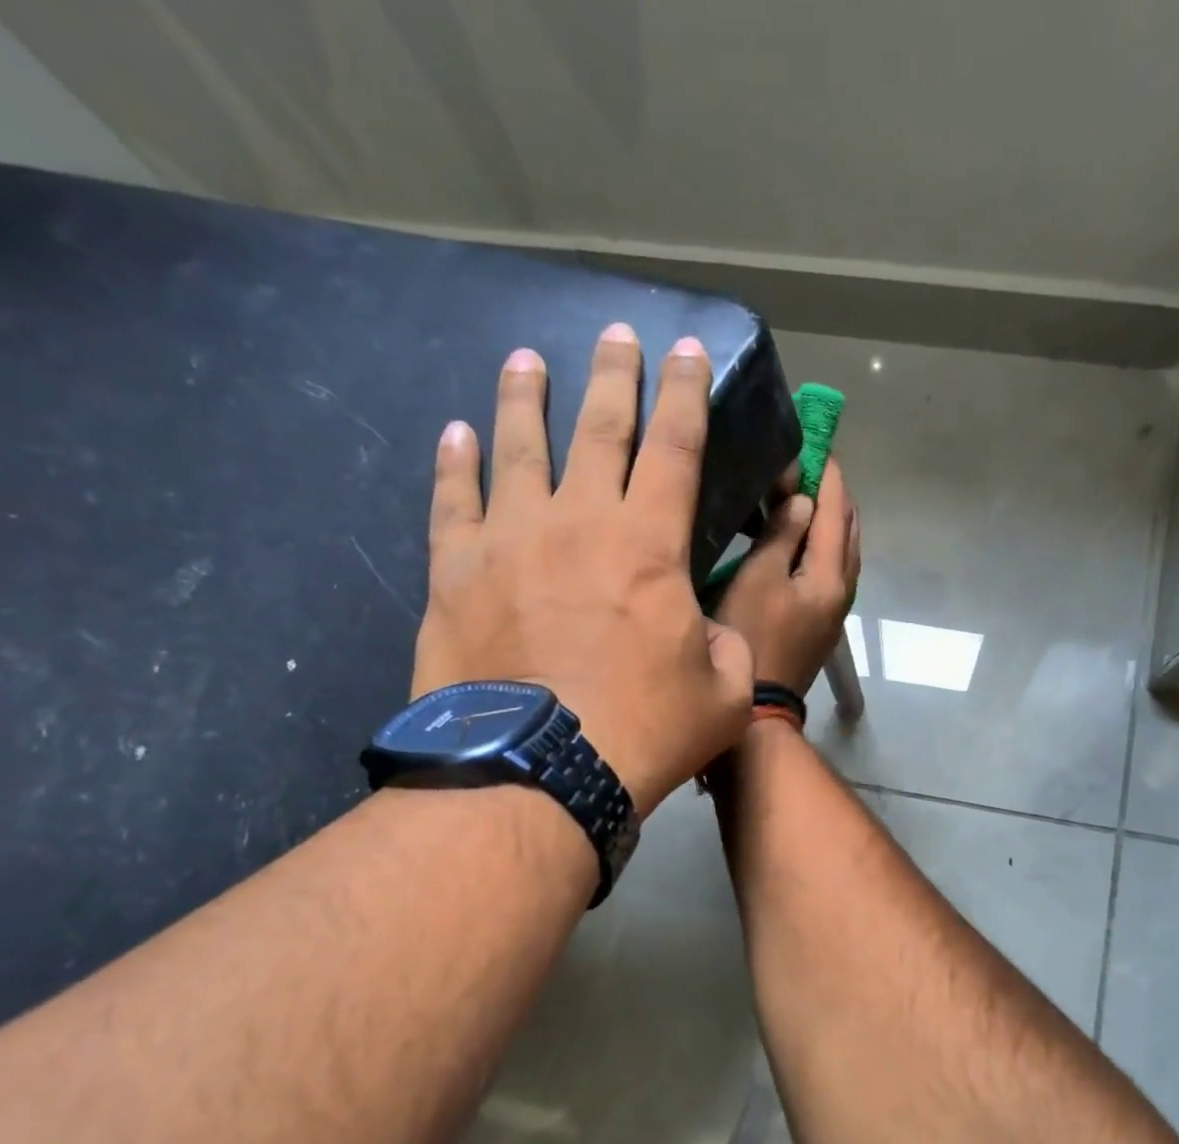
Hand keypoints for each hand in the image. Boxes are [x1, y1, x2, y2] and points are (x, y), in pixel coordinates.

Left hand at [411, 324, 753, 812]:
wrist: (535, 772)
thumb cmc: (643, 731)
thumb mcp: (722, 693)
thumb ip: (724, 646)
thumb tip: (706, 630)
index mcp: (649, 545)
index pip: (676, 447)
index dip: (687, 394)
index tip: (690, 353)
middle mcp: (579, 521)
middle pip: (599, 428)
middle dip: (614, 376)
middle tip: (617, 335)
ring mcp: (509, 540)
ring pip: (519, 446)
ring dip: (527, 397)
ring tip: (526, 359)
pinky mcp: (456, 571)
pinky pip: (454, 499)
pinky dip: (457, 462)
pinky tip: (457, 432)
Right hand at [714, 460, 860, 696]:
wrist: (759, 711)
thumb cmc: (752, 639)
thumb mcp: (758, 579)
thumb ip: (782, 535)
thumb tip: (803, 499)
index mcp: (831, 576)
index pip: (837, 511)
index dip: (827, 474)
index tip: (816, 441)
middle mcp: (843, 591)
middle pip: (849, 531)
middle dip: (834, 494)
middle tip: (809, 464)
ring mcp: (834, 611)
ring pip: (843, 553)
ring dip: (830, 521)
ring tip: (806, 495)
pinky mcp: (821, 625)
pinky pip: (831, 571)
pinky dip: (822, 546)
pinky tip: (802, 541)